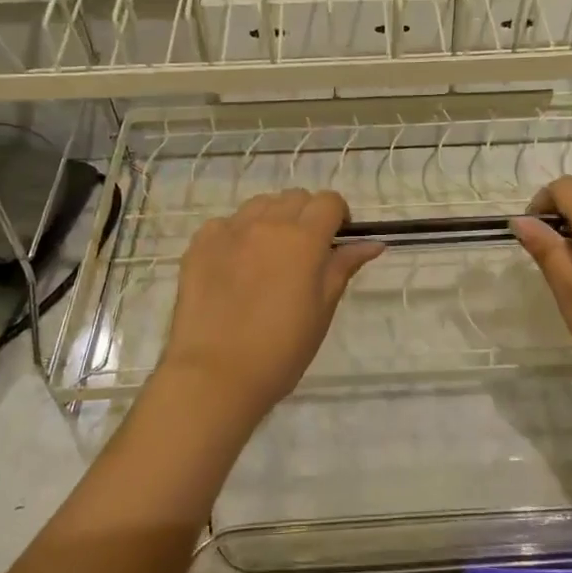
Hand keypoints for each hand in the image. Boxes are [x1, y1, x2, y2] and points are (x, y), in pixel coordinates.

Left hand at [155, 189, 383, 430]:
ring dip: (273, 219)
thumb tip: (372, 243)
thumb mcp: (322, 309)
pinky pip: (226, 223)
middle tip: (305, 252)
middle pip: (295, 198)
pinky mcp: (199, 244)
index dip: (338, 215)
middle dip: (307, 215)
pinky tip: (236, 265)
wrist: (215, 374)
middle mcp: (267, 224)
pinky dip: (238, 234)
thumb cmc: (281, 349)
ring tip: (270, 254)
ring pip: (260, 204)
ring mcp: (229, 230)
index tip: (336, 241)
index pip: (329, 202)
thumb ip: (343, 267)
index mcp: (303, 239)